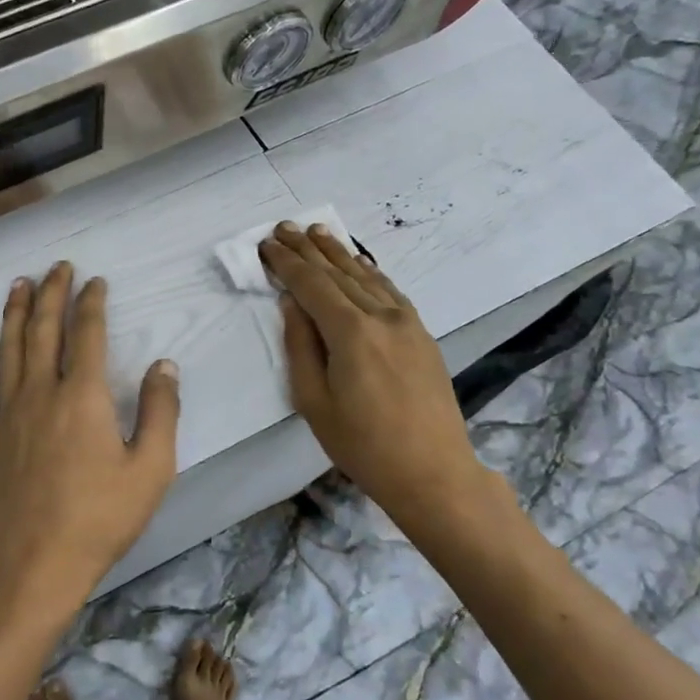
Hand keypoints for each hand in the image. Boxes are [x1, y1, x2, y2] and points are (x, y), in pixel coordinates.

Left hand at [0, 263, 180, 625]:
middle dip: (53, 293)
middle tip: (57, 267)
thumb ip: (162, 411)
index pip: (88, 334)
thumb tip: (164, 364)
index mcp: (84, 397)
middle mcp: (42, 392)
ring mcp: (8, 413)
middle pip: (45, 330)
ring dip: (15, 313)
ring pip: (9, 349)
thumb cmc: (102, 517)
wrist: (38, 562)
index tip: (95, 281)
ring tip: (18, 284)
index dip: (92, 303)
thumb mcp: (152, 468)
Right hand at [259, 222, 490, 522]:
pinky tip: (359, 263)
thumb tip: (292, 304)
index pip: (312, 285)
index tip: (267, 245)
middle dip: (309, 249)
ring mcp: (407, 323)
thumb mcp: (314, 401)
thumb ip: (300, 346)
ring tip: (318, 232)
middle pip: (339, 273)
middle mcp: (381, 316)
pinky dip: (369, 272)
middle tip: (285, 227)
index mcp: (351, 333)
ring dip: (339, 253)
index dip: (287, 263)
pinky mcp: (421, 334)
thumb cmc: (362, 444)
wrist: (432, 471)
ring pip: (366, 276)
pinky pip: (389, 290)